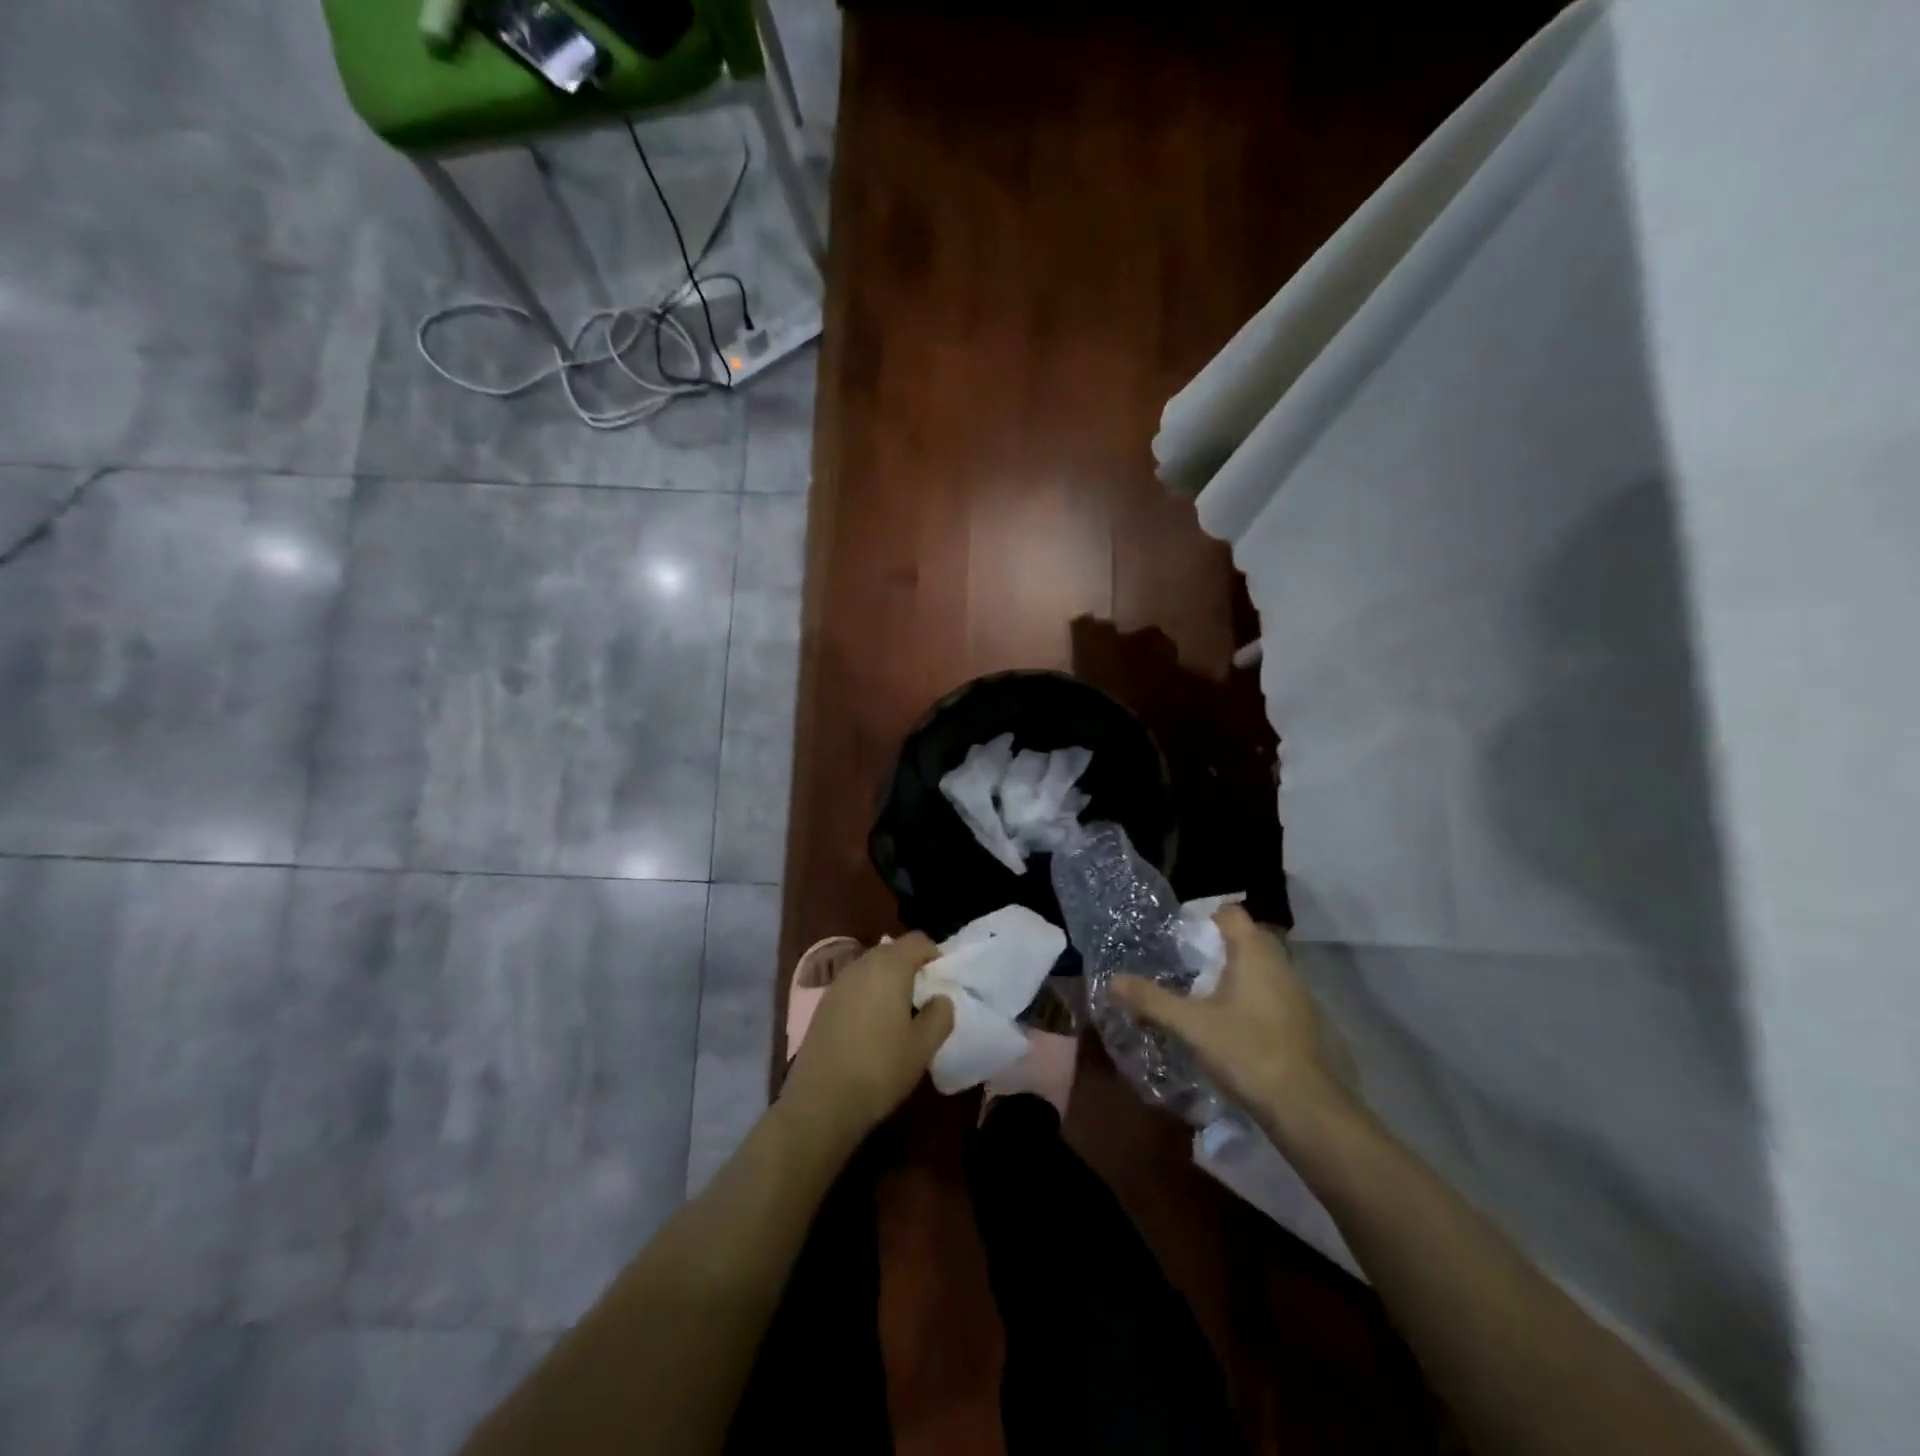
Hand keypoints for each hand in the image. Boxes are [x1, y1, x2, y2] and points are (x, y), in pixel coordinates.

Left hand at [780, 934, 954, 1147]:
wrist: (820, 1102)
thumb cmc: (879, 1070)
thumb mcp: (923, 1047)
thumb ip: (940, 1015)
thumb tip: (940, 998)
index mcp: (889, 966)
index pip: (918, 940)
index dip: (935, 955)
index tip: (943, 981)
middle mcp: (861, 965)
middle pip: (892, 950)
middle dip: (911, 967)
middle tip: (924, 999)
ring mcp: (838, 983)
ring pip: (871, 968)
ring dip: (888, 981)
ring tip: (900, 1015)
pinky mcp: (823, 1003)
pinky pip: (854, 986)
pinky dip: (868, 995)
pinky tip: (872, 1028)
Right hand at [1110, 906, 1355, 1140]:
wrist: (1306, 1108)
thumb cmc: (1246, 1051)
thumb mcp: (1190, 1026)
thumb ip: (1151, 1000)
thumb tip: (1112, 981)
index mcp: (1254, 953)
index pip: (1230, 913)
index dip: (1204, 919)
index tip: (1181, 939)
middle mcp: (1281, 964)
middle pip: (1247, 939)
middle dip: (1218, 949)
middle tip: (1187, 969)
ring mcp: (1298, 993)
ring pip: (1262, 969)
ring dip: (1237, 976)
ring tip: (1205, 998)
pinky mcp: (1306, 1022)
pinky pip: (1274, 995)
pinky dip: (1253, 1001)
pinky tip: (1234, 1027)